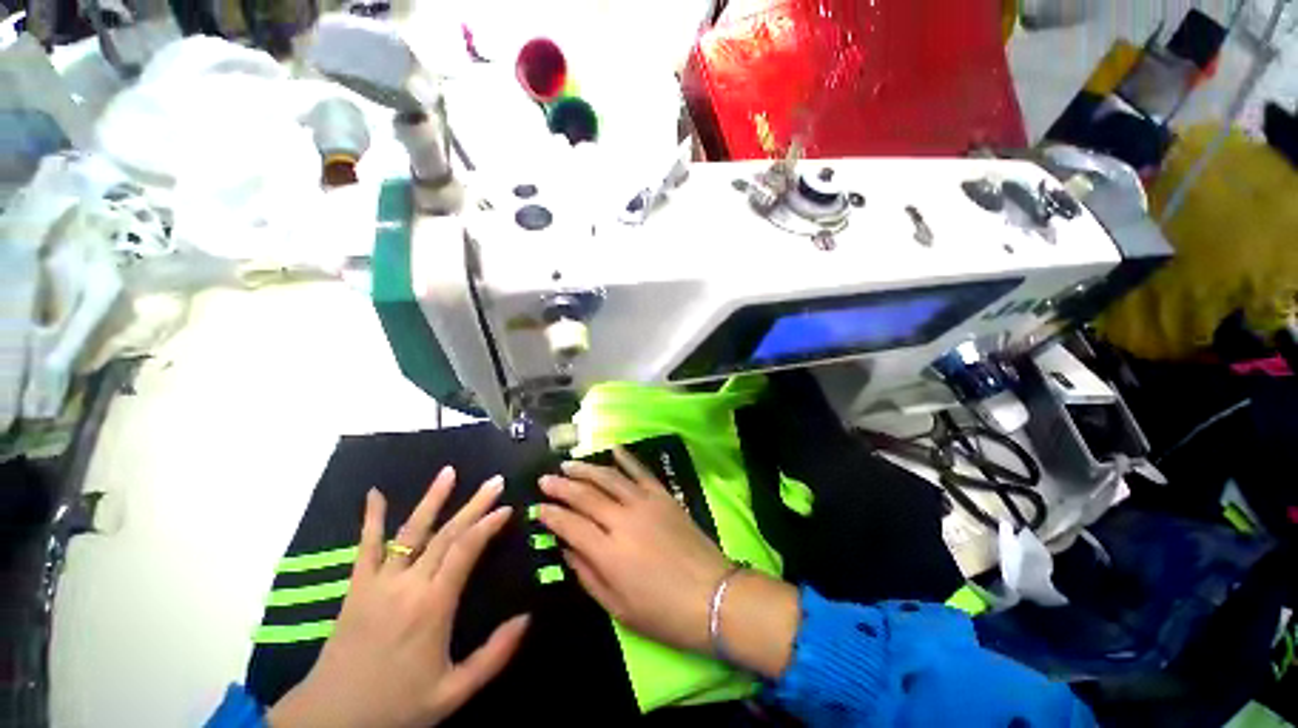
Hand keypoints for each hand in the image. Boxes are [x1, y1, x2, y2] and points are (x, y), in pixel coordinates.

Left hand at [268, 468, 529, 727]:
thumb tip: (528, 618)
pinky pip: (364, 548)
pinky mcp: (357, 587)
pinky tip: (374, 494)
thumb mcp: (453, 692)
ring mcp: (378, 583)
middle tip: (494, 481)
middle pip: (445, 534)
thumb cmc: (396, 706)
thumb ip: (494, 655)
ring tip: (449, 472)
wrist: (330, 721)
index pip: (465, 551)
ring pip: (410, 532)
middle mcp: (408, 585)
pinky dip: (370, 519)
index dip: (488, 525)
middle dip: (473, 505)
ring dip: (431, 500)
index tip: (507, 508)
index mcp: (432, 606)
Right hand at [539, 448, 800, 677]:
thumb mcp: (618, 607)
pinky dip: (626, 458)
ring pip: (609, 478)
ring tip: (569, 464)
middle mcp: (623, 520)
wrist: (713, 595)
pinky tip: (613, 449)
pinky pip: (641, 471)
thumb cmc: (663, 612)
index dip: (551, 515)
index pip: (570, 525)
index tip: (538, 507)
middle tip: (546, 479)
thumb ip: (588, 575)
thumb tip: (567, 550)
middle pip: (586, 496)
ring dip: (586, 469)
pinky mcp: (663, 496)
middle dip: (562, 486)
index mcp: (608, 552)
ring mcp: (645, 503)